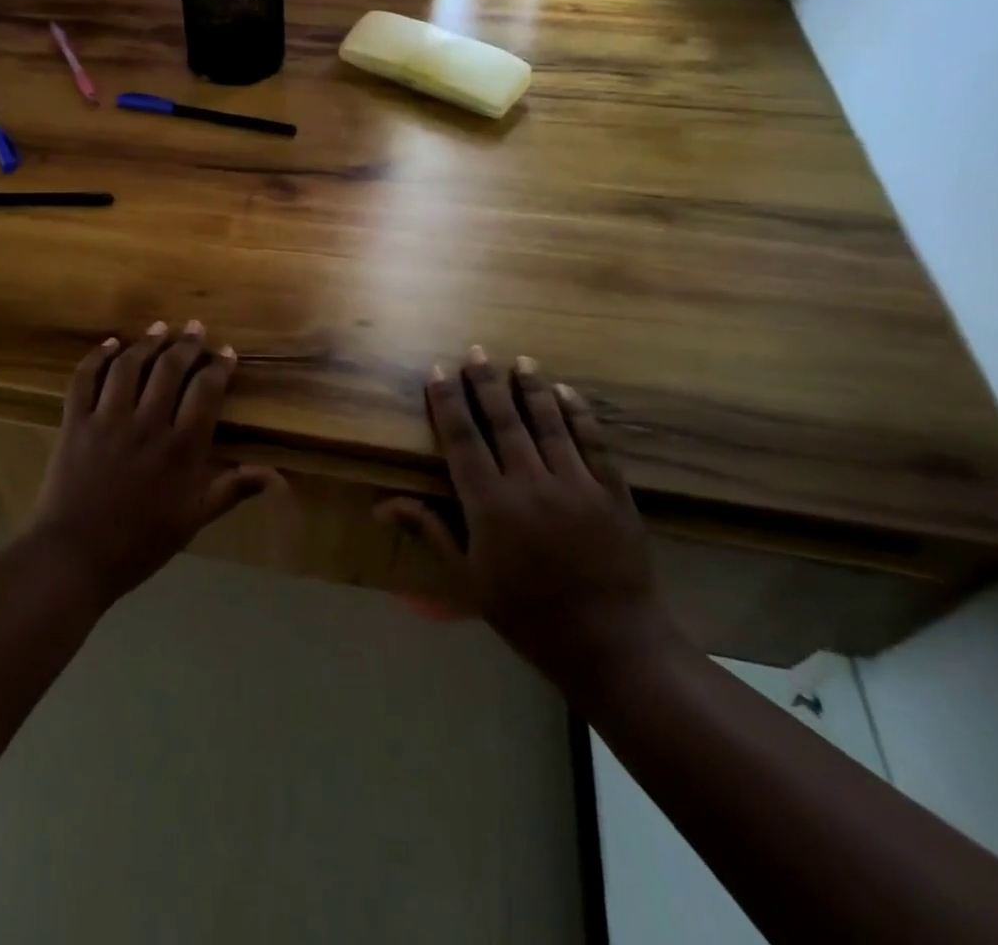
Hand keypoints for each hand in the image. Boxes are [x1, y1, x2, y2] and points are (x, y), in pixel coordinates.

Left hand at [29, 321, 280, 604]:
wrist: (74, 558)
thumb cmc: (140, 543)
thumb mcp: (193, 520)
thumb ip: (232, 489)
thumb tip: (276, 475)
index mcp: (181, 448)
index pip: (205, 391)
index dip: (218, 367)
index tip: (226, 352)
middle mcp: (147, 424)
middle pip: (169, 368)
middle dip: (187, 344)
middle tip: (195, 328)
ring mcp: (107, 420)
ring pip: (129, 366)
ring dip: (146, 342)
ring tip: (159, 328)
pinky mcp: (75, 422)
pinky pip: (84, 379)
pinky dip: (96, 357)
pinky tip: (110, 344)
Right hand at [378, 348, 674, 689]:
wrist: (612, 646)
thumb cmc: (528, 616)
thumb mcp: (468, 579)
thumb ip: (431, 531)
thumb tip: (384, 504)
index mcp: (490, 505)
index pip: (463, 439)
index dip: (448, 402)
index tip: (438, 370)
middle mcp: (530, 484)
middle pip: (504, 421)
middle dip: (486, 383)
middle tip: (476, 351)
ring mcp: (576, 485)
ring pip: (548, 423)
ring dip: (531, 388)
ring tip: (521, 360)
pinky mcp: (613, 493)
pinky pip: (594, 443)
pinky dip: (579, 414)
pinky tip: (567, 392)